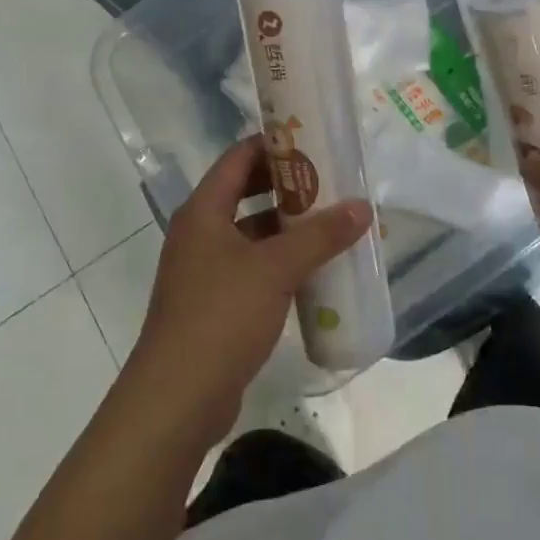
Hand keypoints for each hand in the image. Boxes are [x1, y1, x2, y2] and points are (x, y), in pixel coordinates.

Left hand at [125, 136, 371, 446]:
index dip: (275, 144)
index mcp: (203, 211)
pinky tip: (314, 270)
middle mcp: (200, 233)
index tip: (314, 140)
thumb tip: (362, 207)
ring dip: (287, 227)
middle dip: (288, 186)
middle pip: (245, 193)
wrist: (176, 399)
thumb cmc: (221, 316)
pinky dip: (280, 262)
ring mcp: (204, 270)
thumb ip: (320, 236)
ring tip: (332, 222)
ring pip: (251, 233)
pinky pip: (252, 268)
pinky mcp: (213, 304)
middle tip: (331, 181)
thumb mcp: (275, 269)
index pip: (239, 157)